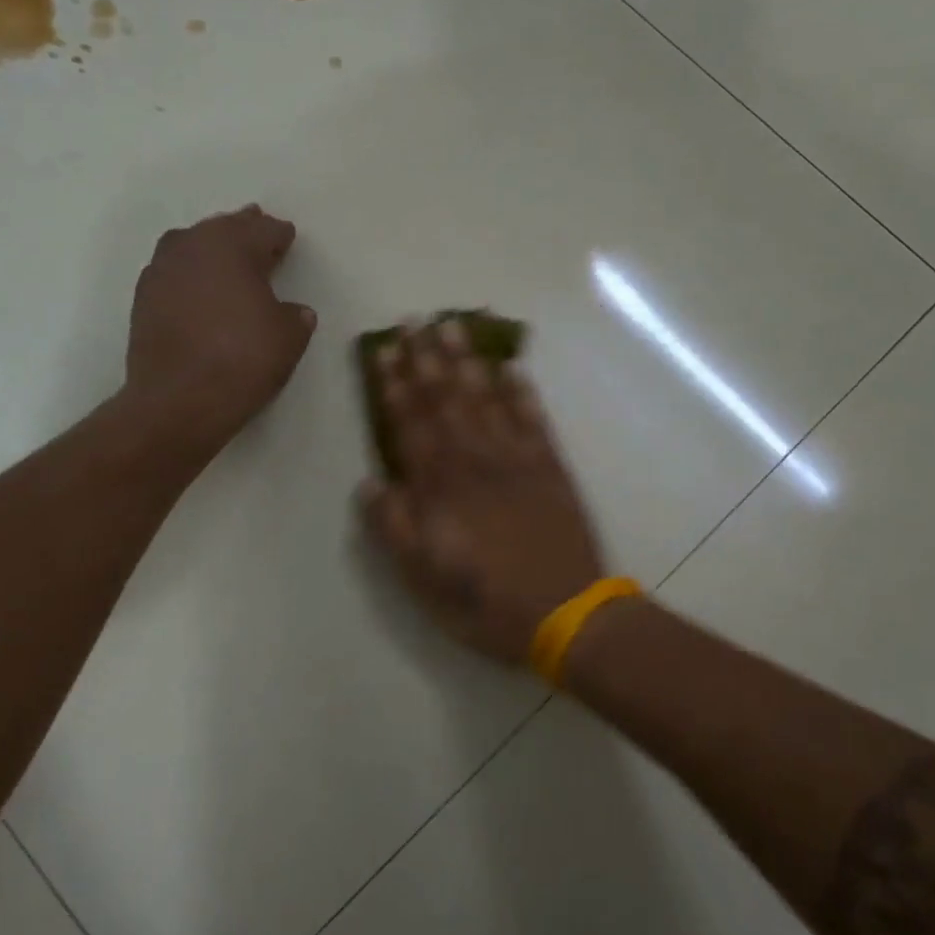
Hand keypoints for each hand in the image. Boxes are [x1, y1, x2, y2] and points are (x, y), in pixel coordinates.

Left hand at [124, 205, 316, 458]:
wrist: (178, 399)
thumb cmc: (242, 360)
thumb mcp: (288, 339)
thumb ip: (295, 317)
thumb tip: (292, 311)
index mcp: (233, 246)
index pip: (263, 231)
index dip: (279, 234)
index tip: (287, 236)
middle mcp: (193, 247)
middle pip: (223, 229)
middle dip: (243, 230)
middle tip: (258, 230)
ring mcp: (162, 270)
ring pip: (192, 244)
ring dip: (211, 247)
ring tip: (226, 257)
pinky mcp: (143, 297)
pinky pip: (173, 270)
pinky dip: (190, 273)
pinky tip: (199, 287)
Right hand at [358, 320, 605, 663]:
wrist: (564, 613)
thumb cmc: (484, 602)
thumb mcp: (422, 578)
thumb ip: (393, 527)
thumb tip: (370, 482)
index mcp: (439, 486)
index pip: (411, 424)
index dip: (396, 386)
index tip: (385, 352)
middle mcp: (475, 460)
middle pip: (446, 400)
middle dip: (426, 359)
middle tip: (415, 321)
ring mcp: (516, 459)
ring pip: (486, 397)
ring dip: (468, 360)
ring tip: (455, 326)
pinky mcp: (551, 466)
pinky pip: (533, 418)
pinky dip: (521, 391)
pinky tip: (512, 368)